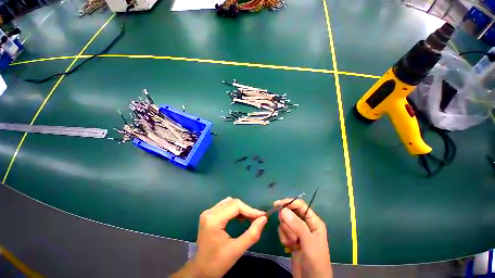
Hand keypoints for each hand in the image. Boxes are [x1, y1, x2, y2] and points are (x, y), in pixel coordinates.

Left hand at [172, 197, 266, 277]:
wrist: (200, 271)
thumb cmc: (218, 263)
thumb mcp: (237, 250)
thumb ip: (252, 234)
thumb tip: (264, 219)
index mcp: (214, 220)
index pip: (236, 206)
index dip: (250, 210)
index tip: (262, 215)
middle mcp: (209, 212)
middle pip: (233, 203)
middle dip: (246, 209)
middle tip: (257, 219)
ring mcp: (208, 212)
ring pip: (229, 203)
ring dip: (241, 209)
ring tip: (249, 218)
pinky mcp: (209, 214)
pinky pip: (225, 206)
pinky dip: (234, 210)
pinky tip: (240, 218)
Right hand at [275, 199, 332, 277]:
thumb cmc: (315, 262)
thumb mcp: (309, 243)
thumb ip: (297, 226)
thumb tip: (283, 210)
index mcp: (314, 222)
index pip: (300, 205)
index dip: (289, 202)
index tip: (276, 204)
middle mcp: (306, 224)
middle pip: (291, 213)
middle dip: (287, 222)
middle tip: (288, 232)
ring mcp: (298, 232)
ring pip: (285, 222)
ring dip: (286, 232)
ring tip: (292, 243)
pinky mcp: (292, 238)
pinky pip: (283, 231)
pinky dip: (283, 238)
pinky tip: (289, 246)